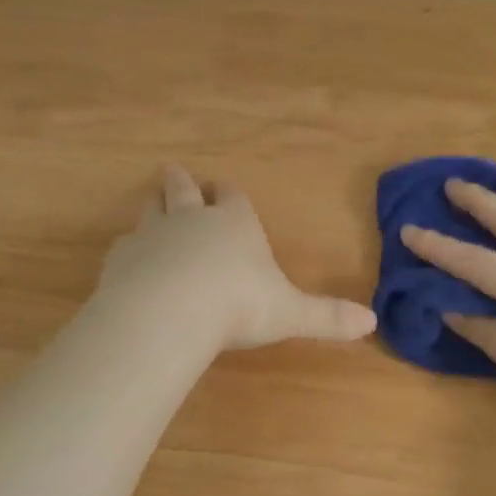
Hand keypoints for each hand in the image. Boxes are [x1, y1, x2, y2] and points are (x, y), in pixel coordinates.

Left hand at [97, 165, 377, 351]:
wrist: (170, 312)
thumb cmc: (238, 305)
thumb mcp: (290, 313)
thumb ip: (327, 317)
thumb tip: (372, 323)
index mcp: (235, 224)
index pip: (233, 197)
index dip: (229, 194)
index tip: (224, 188)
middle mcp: (192, 219)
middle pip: (185, 191)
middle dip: (183, 183)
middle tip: (174, 172)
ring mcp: (153, 235)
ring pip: (151, 210)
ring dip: (154, 205)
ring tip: (152, 201)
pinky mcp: (123, 258)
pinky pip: (125, 245)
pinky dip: (129, 248)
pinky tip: (128, 255)